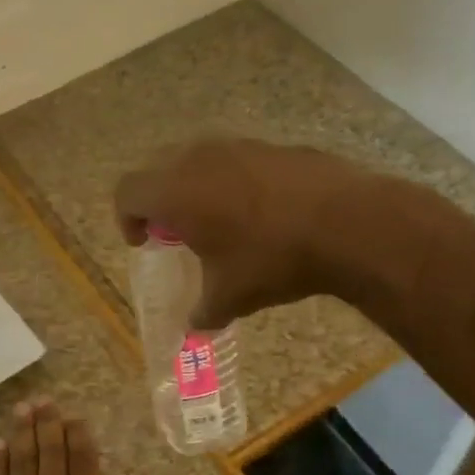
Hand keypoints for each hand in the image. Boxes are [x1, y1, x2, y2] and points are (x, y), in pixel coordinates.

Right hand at [114, 138, 372, 327]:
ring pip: (197, 159)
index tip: (144, 242)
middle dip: (158, 200)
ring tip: (219, 221)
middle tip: (176, 232)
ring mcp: (238, 146)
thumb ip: (203, 312)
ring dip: (194, 187)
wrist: (347, 222)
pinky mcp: (271, 146)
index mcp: (174, 191)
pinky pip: (235, 160)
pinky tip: (261, 211)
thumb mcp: (231, 296)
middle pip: (157, 169)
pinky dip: (231, 181)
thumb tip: (195, 328)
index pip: (127, 192)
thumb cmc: (272, 259)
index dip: (127, 218)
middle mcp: (198, 158)